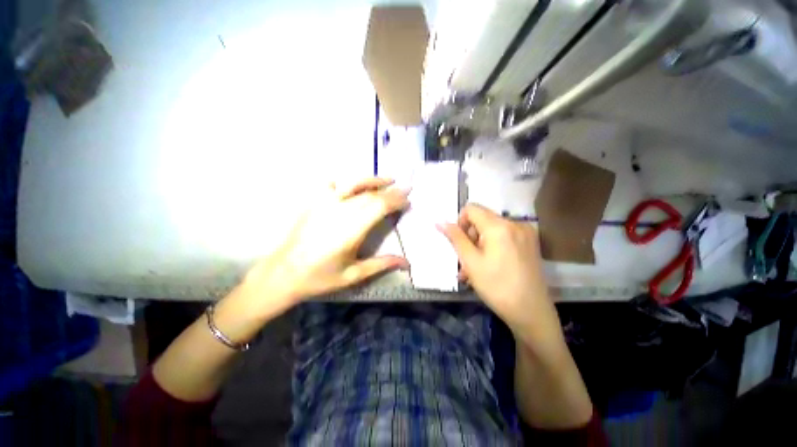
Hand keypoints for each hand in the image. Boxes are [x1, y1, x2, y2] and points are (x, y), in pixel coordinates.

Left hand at [244, 177, 409, 309]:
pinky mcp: (313, 201)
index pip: (379, 206)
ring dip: (373, 179)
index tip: (408, 201)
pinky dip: (347, 181)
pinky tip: (355, 184)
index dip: (396, 201)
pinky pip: (332, 183)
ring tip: (388, 178)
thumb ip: (382, 264)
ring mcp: (323, 203)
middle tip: (406, 188)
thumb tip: (407, 263)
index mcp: (351, 229)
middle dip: (391, 190)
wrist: (281, 273)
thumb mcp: (353, 275)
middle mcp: (339, 210)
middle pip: (371, 194)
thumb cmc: (319, 277)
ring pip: (353, 183)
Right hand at [438, 205, 563, 352]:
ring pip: (492, 229)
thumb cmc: (496, 287)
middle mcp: (515, 223)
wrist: (531, 312)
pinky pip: (503, 236)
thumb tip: (440, 221)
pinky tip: (490, 265)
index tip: (460, 243)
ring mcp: (525, 232)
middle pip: (482, 219)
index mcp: (499, 226)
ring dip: (479, 244)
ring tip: (475, 268)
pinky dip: (492, 246)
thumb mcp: (470, 262)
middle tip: (467, 260)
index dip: (460, 223)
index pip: (471, 209)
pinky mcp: (530, 242)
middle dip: (470, 236)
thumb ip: (455, 238)